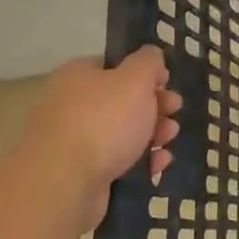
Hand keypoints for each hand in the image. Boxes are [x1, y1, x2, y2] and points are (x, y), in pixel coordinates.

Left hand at [22, 49, 182, 211]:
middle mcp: (72, 106)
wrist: (64, 183)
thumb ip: (148, 62)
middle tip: (174, 112)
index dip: (144, 74)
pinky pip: (117, 162)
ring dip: (153, 135)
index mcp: (78, 77)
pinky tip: (157, 165)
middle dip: (155, 107)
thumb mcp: (135, 80)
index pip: (114, 66)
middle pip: (122, 101)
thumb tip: (152, 56)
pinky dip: (140, 162)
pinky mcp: (82, 174)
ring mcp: (75, 142)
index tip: (167, 83)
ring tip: (168, 140)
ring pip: (123, 134)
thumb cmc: (103, 121)